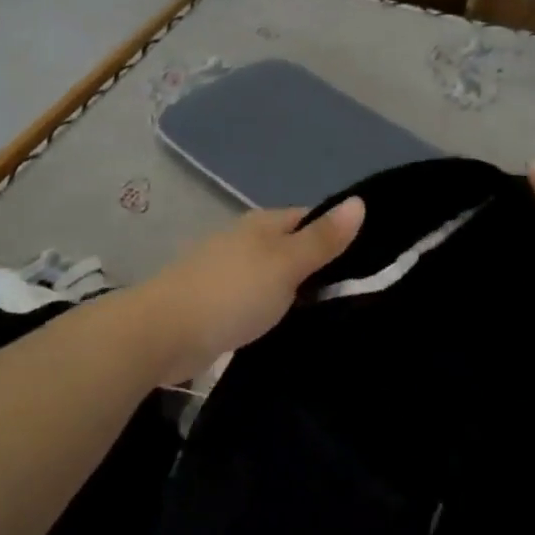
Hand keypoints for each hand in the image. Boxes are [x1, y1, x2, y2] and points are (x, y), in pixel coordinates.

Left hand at [138, 199, 365, 379]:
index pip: (311, 218)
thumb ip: (322, 239)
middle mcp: (245, 241)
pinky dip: (275, 310)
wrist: (163, 333)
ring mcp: (228, 272)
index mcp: (263, 224)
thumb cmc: (231, 293)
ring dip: (297, 292)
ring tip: (332, 315)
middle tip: (359, 294)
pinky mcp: (217, 304)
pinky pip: (257, 301)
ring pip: (275, 276)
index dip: (339, 234)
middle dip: (321, 267)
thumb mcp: (286, 264)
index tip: (371, 261)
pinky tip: (290, 327)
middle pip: (293, 247)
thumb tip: (360, 201)